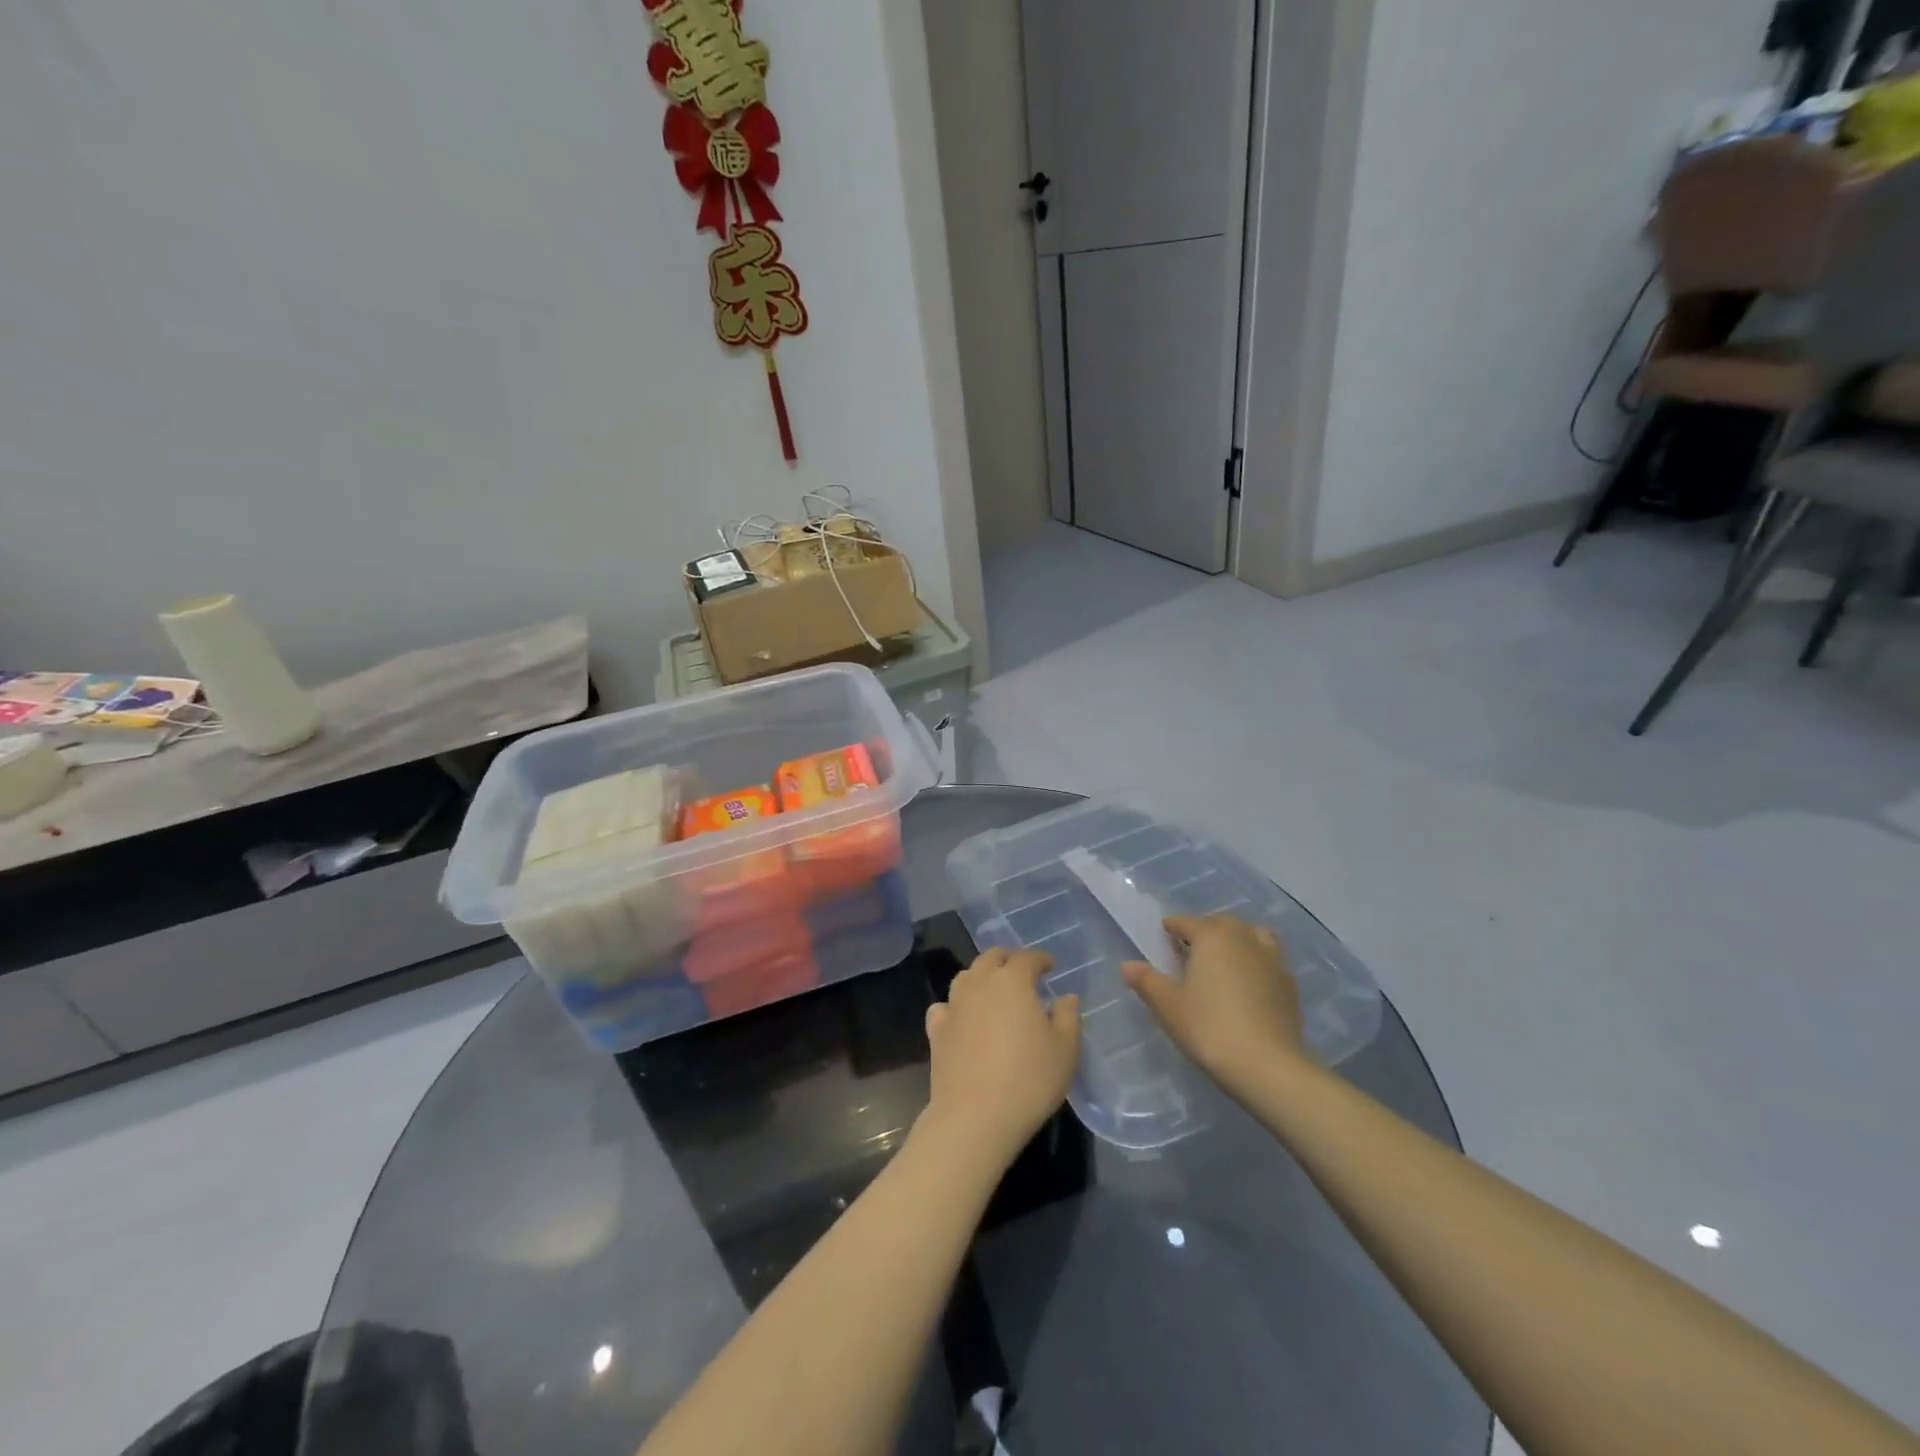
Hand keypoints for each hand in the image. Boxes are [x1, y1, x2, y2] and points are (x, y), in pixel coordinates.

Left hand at [921, 948, 1079, 1169]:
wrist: (975, 1116)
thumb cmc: (1029, 1079)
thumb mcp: (1064, 1050)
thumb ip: (1068, 1017)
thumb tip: (1066, 998)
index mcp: (1012, 981)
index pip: (1027, 957)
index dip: (1040, 958)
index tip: (1050, 966)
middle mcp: (980, 983)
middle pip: (991, 958)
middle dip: (1008, 960)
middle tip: (1021, 973)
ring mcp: (954, 1005)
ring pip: (966, 977)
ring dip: (981, 977)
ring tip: (993, 993)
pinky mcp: (937, 1031)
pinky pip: (944, 1007)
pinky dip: (954, 1006)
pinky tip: (961, 1019)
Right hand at [1122, 915, 1307, 1095]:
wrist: (1268, 1066)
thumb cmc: (1209, 1028)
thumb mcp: (1168, 1006)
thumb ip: (1147, 982)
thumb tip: (1127, 965)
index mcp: (1212, 936)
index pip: (1186, 922)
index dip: (1172, 927)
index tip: (1164, 934)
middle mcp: (1244, 938)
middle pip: (1221, 924)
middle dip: (1205, 931)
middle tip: (1190, 950)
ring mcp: (1272, 959)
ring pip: (1252, 937)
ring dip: (1237, 941)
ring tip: (1225, 961)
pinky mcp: (1290, 984)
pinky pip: (1269, 961)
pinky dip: (1257, 964)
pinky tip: (1250, 986)